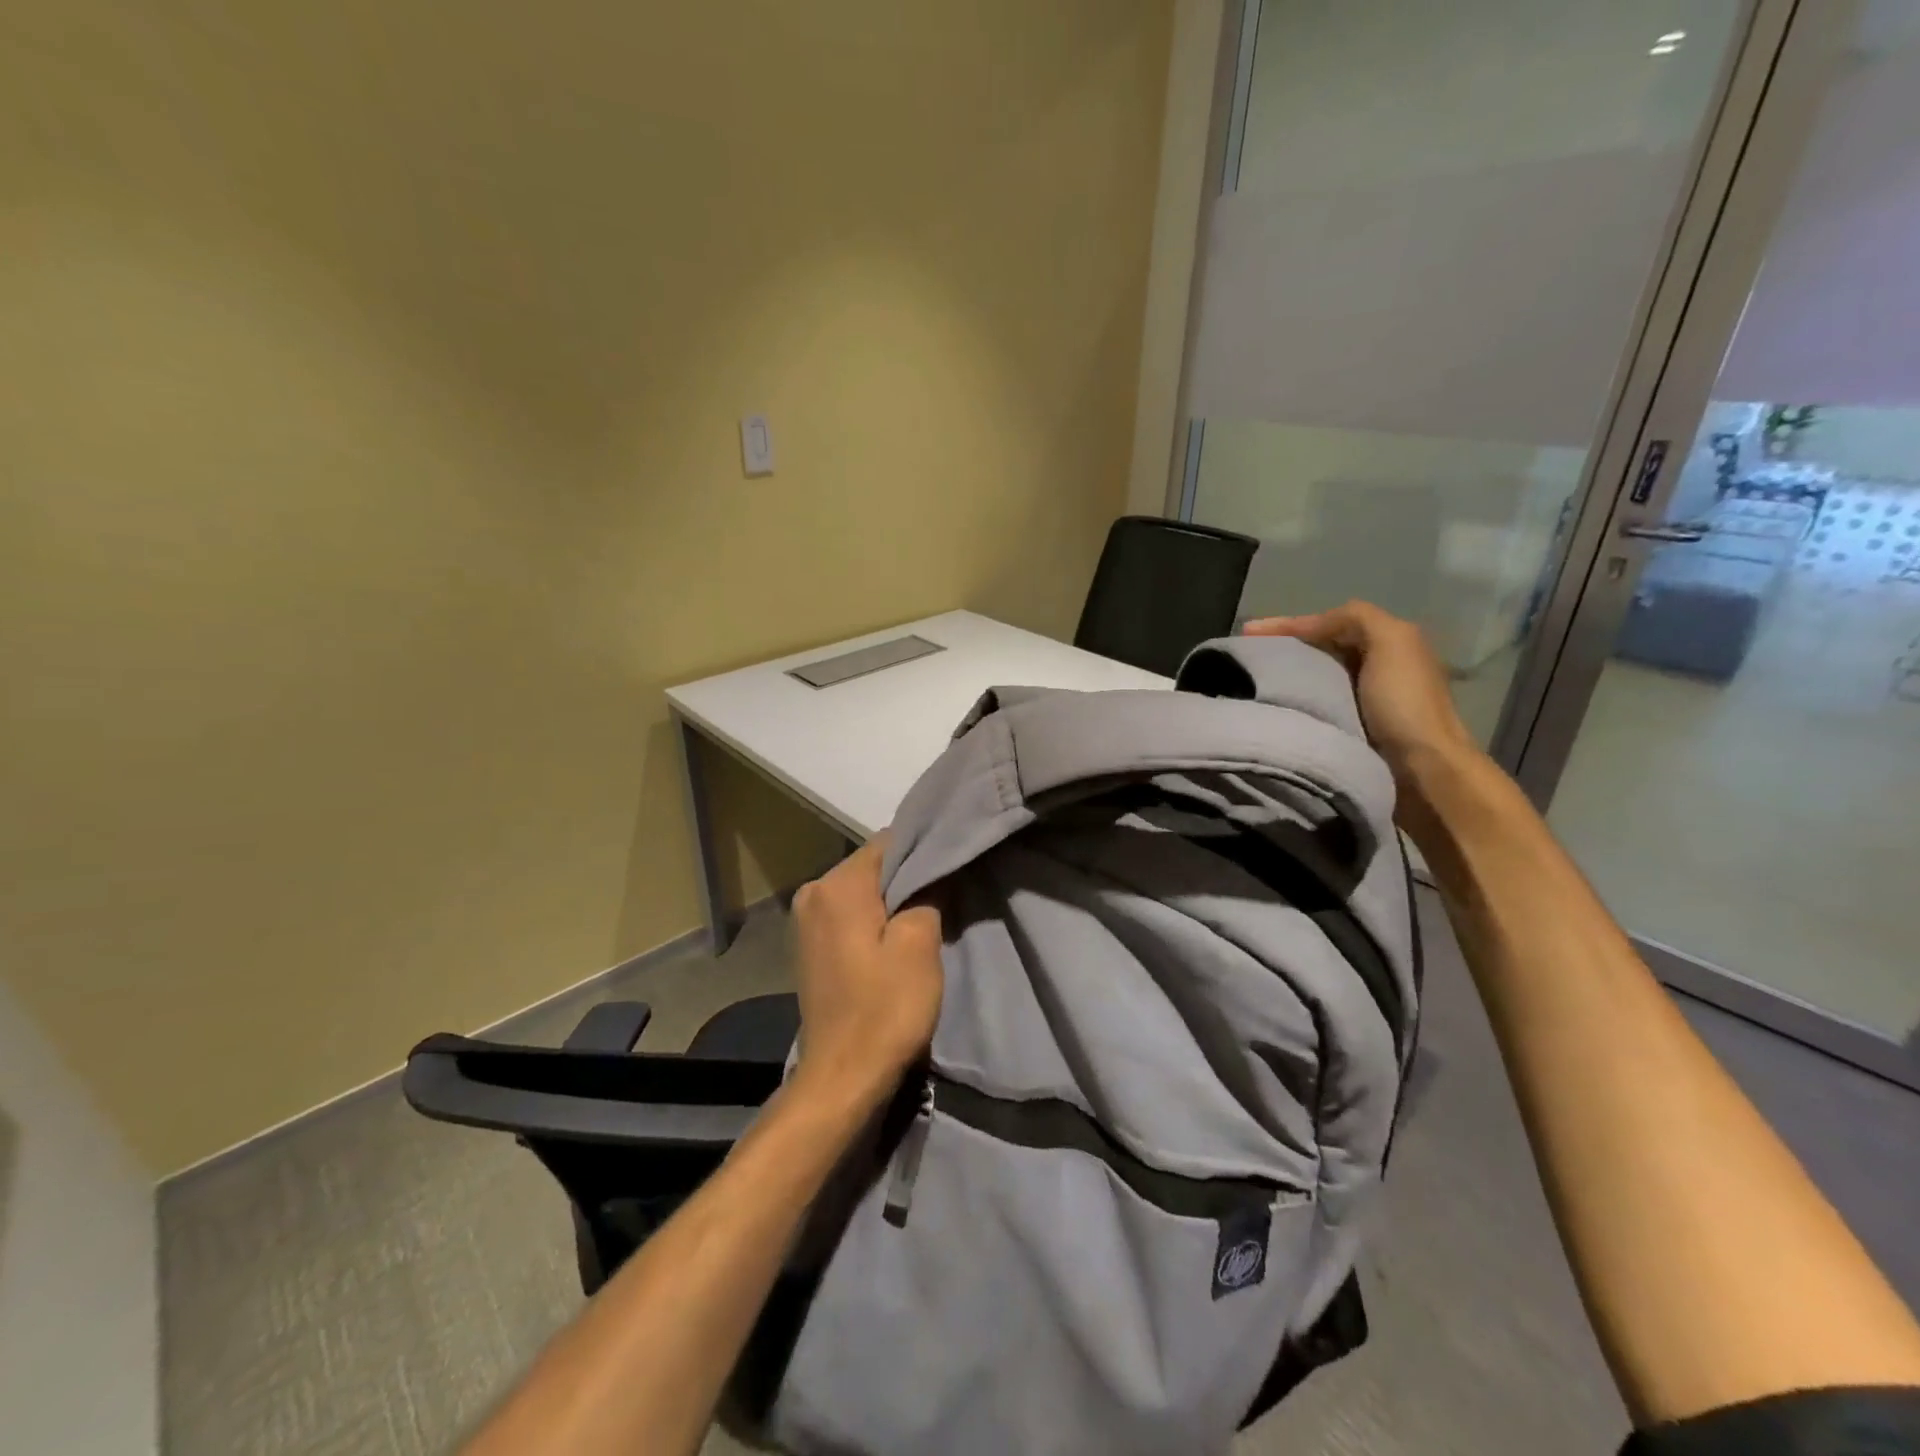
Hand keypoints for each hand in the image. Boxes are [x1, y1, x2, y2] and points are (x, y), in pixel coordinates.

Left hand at [788, 838, 943, 1108]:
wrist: (843, 1076)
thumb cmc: (886, 1007)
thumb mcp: (920, 944)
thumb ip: (927, 893)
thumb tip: (932, 869)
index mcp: (837, 884)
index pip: (889, 842)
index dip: (924, 852)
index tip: (951, 868)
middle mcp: (812, 891)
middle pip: (873, 866)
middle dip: (907, 878)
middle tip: (944, 897)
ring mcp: (805, 920)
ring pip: (861, 892)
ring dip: (891, 902)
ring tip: (924, 920)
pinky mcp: (808, 945)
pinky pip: (848, 915)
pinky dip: (872, 921)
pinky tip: (893, 943)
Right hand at [1244, 601, 1487, 819]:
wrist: (1421, 772)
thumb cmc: (1404, 703)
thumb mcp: (1391, 641)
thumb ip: (1357, 618)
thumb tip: (1312, 625)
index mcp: (1388, 643)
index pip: (1329, 624)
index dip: (1289, 624)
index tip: (1246, 633)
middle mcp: (1375, 668)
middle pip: (1319, 649)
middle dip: (1283, 648)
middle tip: (1244, 656)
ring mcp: (1362, 702)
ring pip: (1314, 677)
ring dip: (1284, 676)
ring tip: (1248, 681)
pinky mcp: (1350, 731)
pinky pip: (1313, 706)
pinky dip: (1292, 702)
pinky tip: (1271, 706)